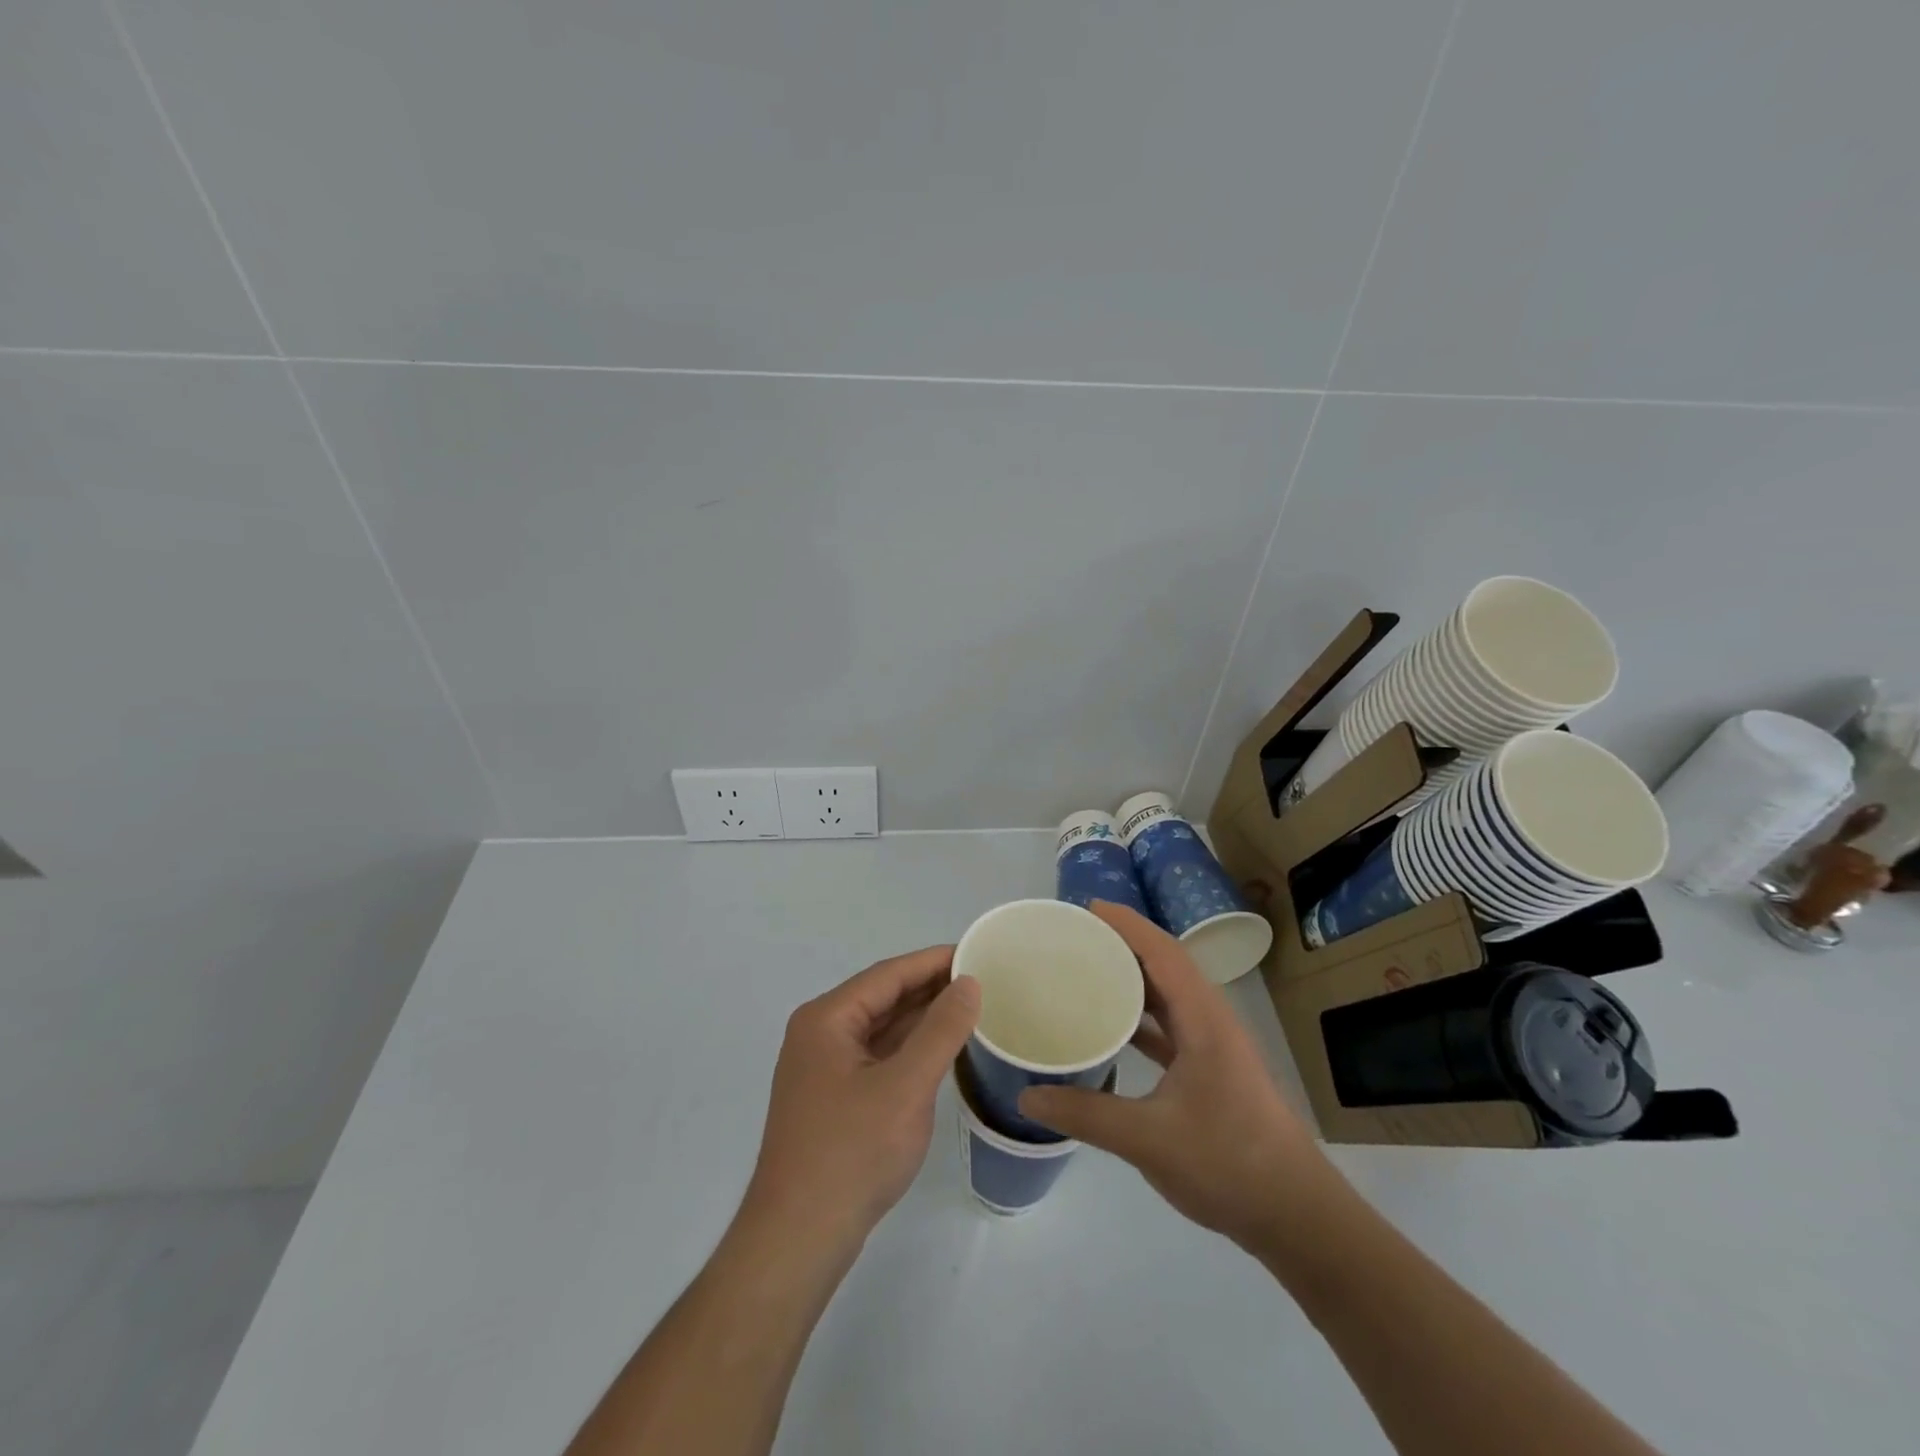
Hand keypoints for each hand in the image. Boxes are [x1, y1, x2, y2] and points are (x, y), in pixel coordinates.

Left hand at [743, 947, 980, 1257]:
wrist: (798, 1240)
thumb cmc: (851, 1153)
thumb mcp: (906, 1087)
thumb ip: (941, 1030)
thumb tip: (969, 983)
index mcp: (827, 1019)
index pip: (888, 974)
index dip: (933, 961)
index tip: (976, 952)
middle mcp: (820, 1034)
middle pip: (883, 997)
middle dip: (930, 988)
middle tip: (983, 979)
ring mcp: (824, 1068)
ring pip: (881, 1028)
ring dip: (922, 1018)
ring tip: (970, 1008)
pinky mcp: (834, 1098)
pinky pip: (878, 1057)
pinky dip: (910, 1049)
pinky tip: (941, 1050)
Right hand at [1018, 903, 1346, 1257]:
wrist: (1296, 1216)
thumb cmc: (1229, 1163)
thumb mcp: (1149, 1138)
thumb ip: (1086, 1115)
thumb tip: (1028, 1095)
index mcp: (1204, 1020)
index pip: (1164, 952)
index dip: (1128, 925)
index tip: (1088, 908)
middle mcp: (1211, 1022)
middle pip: (1165, 966)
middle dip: (1124, 945)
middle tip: (1076, 938)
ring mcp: (1214, 1047)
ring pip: (1169, 996)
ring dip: (1133, 979)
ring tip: (1087, 971)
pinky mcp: (1212, 1071)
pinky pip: (1171, 1027)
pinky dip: (1142, 1017)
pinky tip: (1112, 1029)